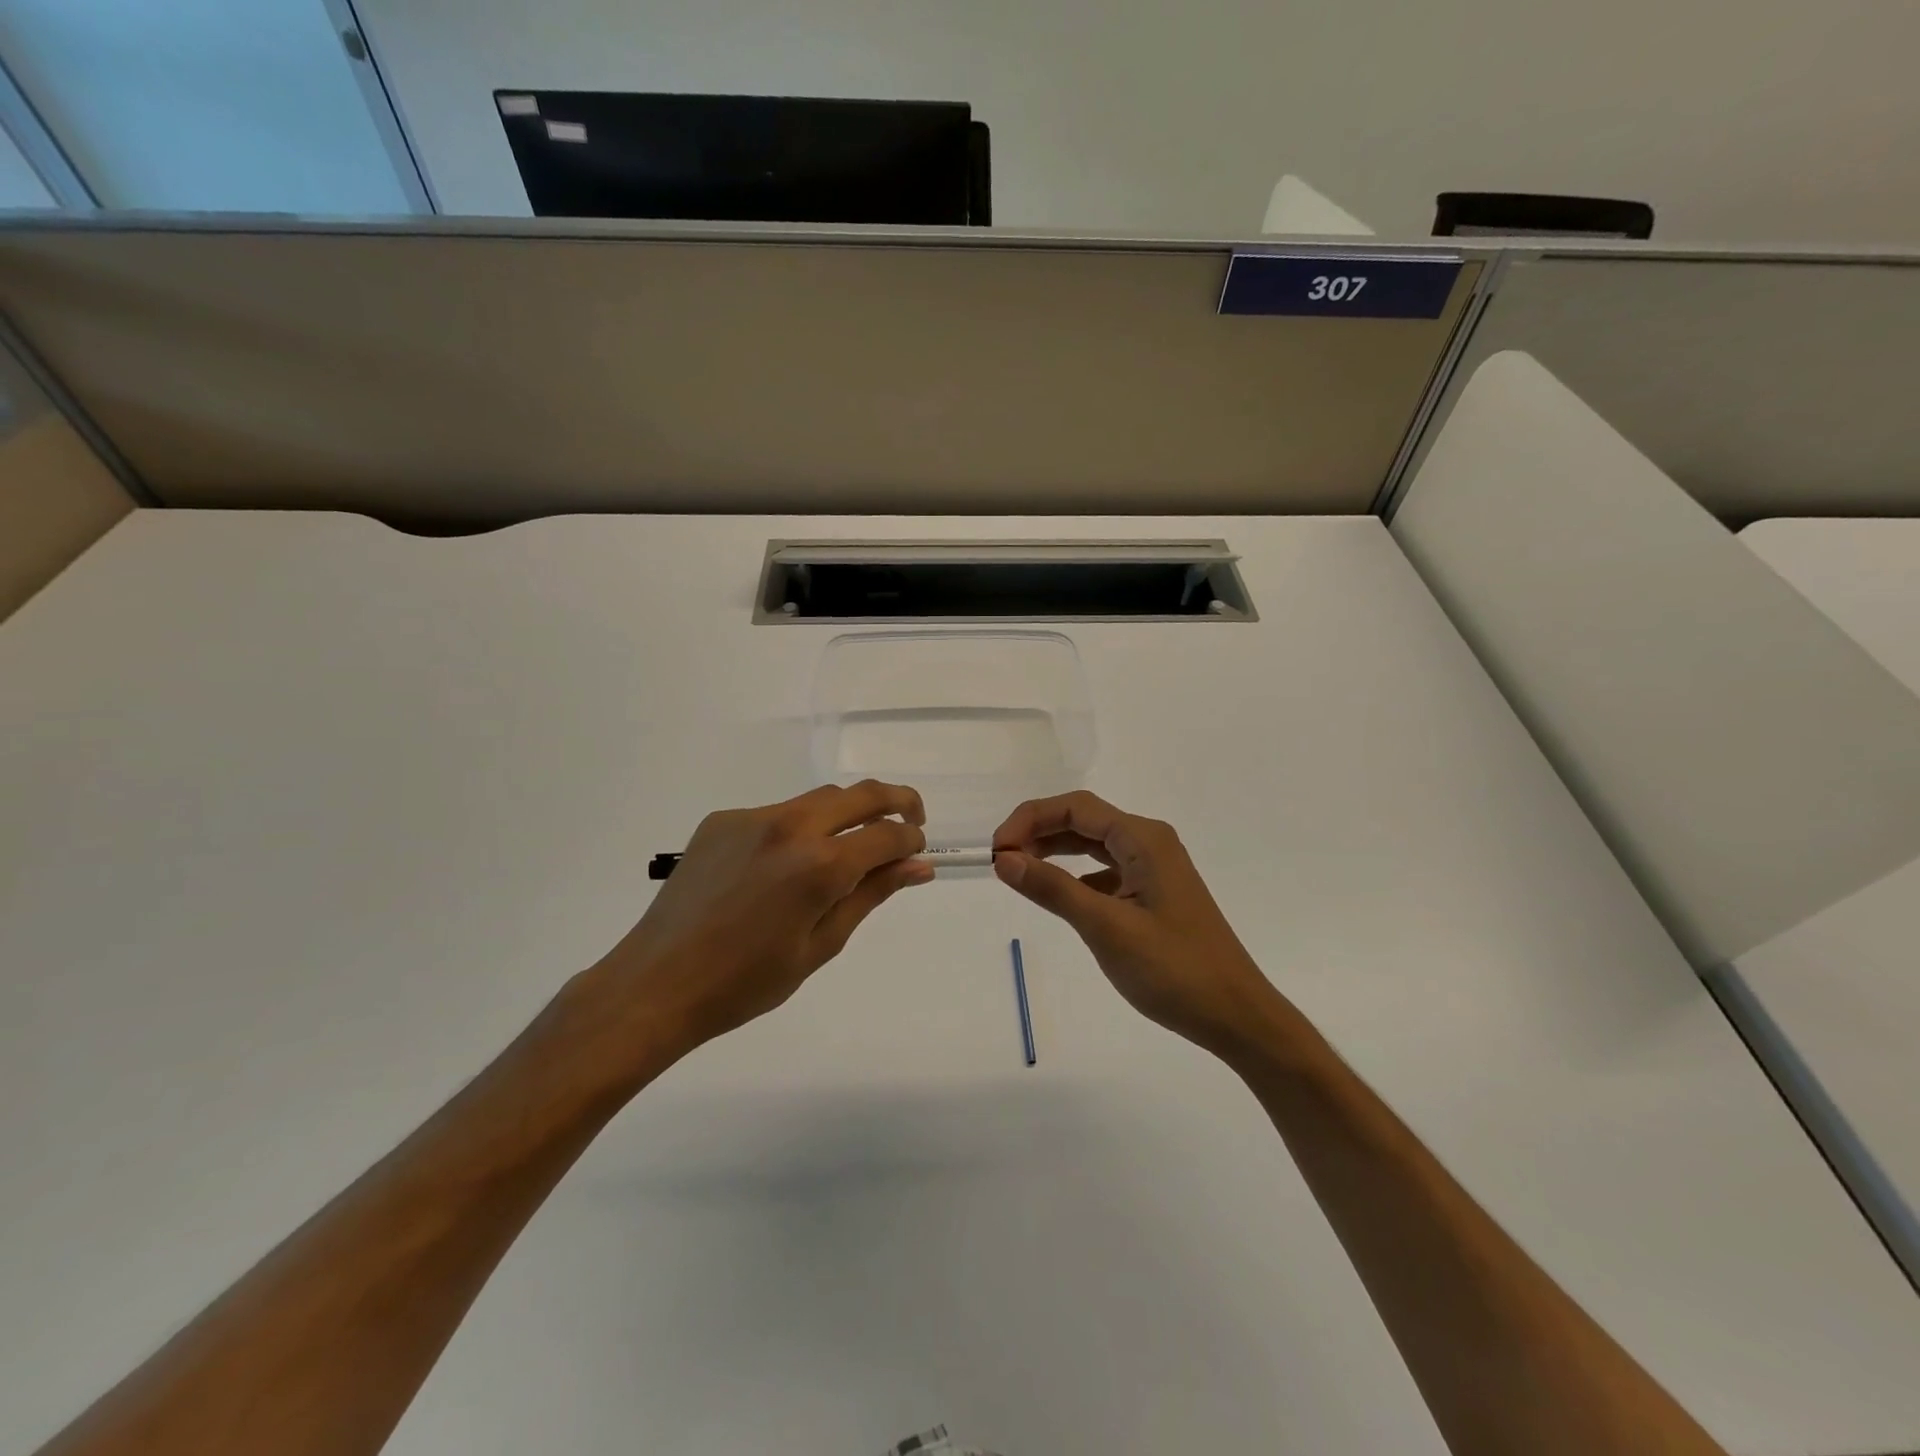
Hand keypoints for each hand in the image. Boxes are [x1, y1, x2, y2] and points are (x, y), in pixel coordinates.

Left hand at [588, 781, 932, 1054]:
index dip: (911, 840)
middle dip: (896, 802)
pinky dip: (799, 828)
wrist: (657, 983)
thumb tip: (918, 867)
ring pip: (819, 799)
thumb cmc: (747, 982)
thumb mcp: (821, 945)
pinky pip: (777, 813)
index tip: (917, 852)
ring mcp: (752, 818)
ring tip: (846, 849)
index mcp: (820, 865)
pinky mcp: (723, 819)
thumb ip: (872, 895)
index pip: (888, 834)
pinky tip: (783, 867)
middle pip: (860, 794)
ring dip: (846, 814)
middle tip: (909, 823)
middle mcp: (790, 826)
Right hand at [992, 791, 1285, 1057]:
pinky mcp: (1154, 893)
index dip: (1030, 819)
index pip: (1075, 808)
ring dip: (1055, 851)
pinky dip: (1076, 875)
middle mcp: (1149, 842)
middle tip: (1001, 861)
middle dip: (1039, 832)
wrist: (1236, 1016)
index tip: (997, 851)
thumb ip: (1053, 889)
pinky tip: (1059, 895)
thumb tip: (1004, 859)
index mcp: (1143, 839)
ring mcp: (1154, 868)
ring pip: (1093, 845)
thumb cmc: (1174, 970)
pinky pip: (1106, 870)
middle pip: (1083, 820)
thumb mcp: (1106, 928)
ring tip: (1019, 871)